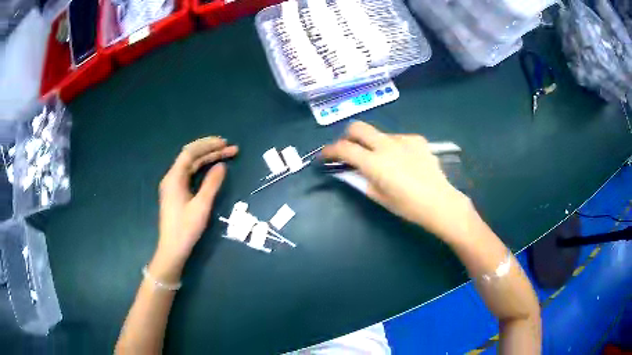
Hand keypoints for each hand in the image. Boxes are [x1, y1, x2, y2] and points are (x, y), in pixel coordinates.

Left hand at [151, 137, 237, 281]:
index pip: (190, 152)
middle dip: (210, 150)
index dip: (208, 145)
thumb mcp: (201, 206)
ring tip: (226, 154)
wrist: (173, 249)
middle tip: (229, 147)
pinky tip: (213, 167)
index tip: (225, 143)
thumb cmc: (186, 228)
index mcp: (174, 177)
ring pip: (191, 165)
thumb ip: (211, 184)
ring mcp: (173, 185)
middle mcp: (172, 177)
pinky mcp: (176, 192)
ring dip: (208, 158)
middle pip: (191, 156)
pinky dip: (202, 168)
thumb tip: (222, 166)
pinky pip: (190, 174)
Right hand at [322, 121, 470, 241]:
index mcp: (375, 163)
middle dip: (347, 136)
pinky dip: (392, 146)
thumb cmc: (408, 206)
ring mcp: (403, 139)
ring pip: (378, 134)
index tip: (325, 155)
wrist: (440, 202)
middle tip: (349, 149)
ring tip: (383, 161)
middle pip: (358, 127)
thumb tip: (350, 169)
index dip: (330, 150)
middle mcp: (387, 145)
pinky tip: (402, 160)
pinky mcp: (417, 139)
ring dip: (372, 144)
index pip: (344, 148)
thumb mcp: (379, 197)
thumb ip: (361, 179)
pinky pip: (397, 138)